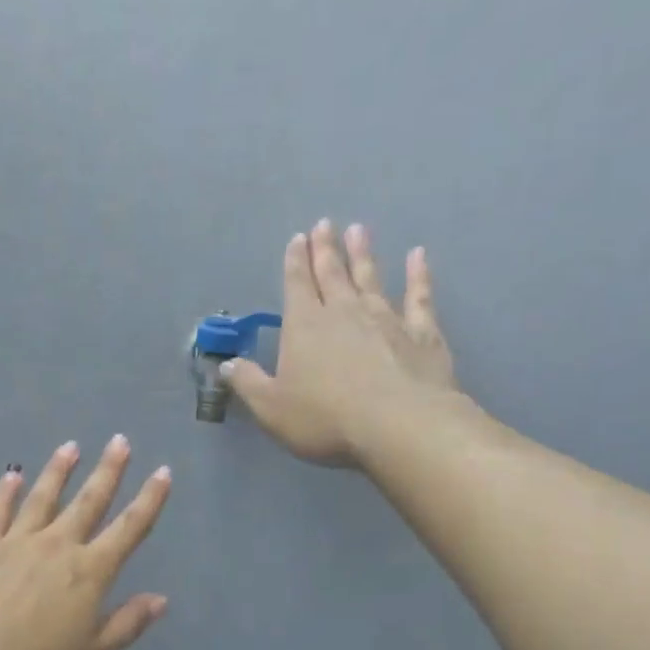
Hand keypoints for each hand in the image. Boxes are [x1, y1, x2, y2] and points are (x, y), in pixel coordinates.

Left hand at [0, 436, 170, 649]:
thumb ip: (128, 624)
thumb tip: (161, 599)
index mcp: (90, 572)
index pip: (129, 529)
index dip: (149, 500)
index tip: (162, 472)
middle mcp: (57, 546)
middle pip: (89, 501)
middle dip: (108, 470)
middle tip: (120, 441)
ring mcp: (16, 542)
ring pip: (43, 498)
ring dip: (59, 471)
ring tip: (71, 446)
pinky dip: (5, 492)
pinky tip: (12, 475)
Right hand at [224, 219, 460, 466]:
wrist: (398, 426)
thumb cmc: (326, 420)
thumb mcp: (272, 409)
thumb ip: (249, 384)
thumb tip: (227, 365)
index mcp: (305, 326)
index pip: (297, 285)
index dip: (295, 262)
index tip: (298, 238)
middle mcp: (344, 312)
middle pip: (332, 273)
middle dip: (326, 249)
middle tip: (325, 224)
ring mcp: (386, 318)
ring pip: (370, 278)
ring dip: (363, 254)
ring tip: (358, 229)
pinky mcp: (421, 333)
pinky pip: (418, 297)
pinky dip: (418, 275)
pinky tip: (418, 256)